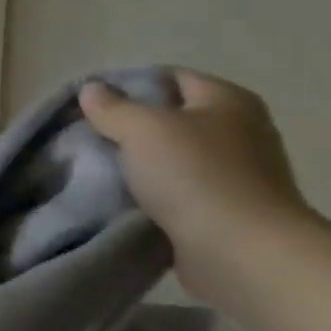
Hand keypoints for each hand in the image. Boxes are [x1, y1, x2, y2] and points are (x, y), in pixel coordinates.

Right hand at [80, 70, 319, 299]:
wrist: (243, 254)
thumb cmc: (195, 175)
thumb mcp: (141, 128)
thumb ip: (112, 106)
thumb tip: (92, 89)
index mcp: (227, 101)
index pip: (168, 77)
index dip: (126, 85)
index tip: (88, 103)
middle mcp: (238, 131)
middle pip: (169, 118)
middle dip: (127, 127)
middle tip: (87, 136)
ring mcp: (236, 174)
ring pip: (169, 157)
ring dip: (136, 163)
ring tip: (96, 168)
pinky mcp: (225, 210)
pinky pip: (175, 191)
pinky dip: (149, 193)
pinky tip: (119, 198)